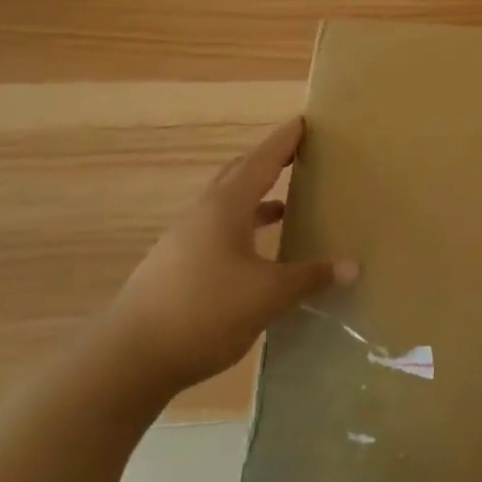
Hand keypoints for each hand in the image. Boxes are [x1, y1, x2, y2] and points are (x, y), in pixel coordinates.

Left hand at [108, 117, 353, 390]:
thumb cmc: (205, 312)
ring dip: (255, 198)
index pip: (262, 161)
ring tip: (286, 203)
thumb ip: (310, 277)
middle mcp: (203, 215)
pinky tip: (257, 253)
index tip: (305, 121)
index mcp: (226, 208)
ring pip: (227, 205)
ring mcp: (185, 240)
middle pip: (239, 175)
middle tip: (299, 155)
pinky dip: (243, 228)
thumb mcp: (268, 295)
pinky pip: (217, 231)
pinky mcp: (176, 266)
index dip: (285, 141)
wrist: (128, 360)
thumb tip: (353, 266)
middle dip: (269, 162)